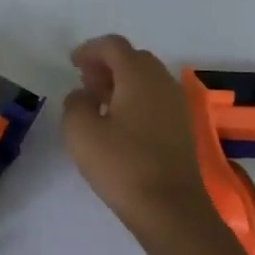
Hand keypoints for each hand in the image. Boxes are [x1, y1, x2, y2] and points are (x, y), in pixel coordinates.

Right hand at [62, 34, 213, 229]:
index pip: (114, 46)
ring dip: (122, 81)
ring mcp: (177, 105)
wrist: (170, 208)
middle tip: (85, 81)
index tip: (72, 63)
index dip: (90, 49)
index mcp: (139, 77)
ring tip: (99, 101)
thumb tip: (84, 95)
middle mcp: (163, 83)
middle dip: (107, 64)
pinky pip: (156, 98)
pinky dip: (136, 98)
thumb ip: (75, 103)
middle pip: (134, 58)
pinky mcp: (182, 127)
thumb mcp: (80, 131)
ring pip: (147, 79)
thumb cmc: (121, 165)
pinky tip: (119, 122)